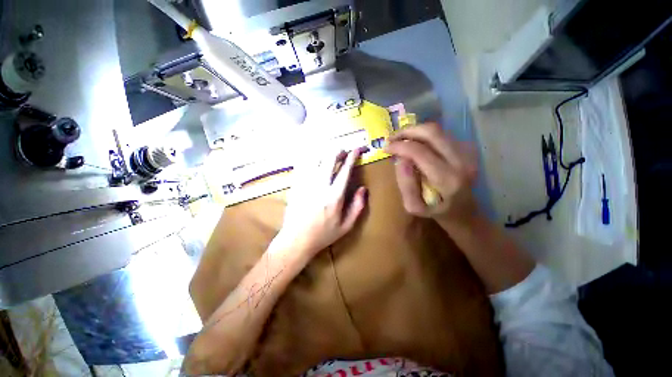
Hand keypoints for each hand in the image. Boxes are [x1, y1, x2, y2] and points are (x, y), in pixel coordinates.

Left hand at [276, 149, 367, 257]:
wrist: (296, 240)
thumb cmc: (323, 234)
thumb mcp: (346, 226)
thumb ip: (357, 206)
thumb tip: (363, 189)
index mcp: (334, 196)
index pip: (345, 170)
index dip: (352, 157)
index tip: (357, 149)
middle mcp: (320, 186)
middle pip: (329, 159)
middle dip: (338, 150)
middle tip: (343, 151)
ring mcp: (305, 184)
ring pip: (315, 158)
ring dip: (325, 152)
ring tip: (330, 154)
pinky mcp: (295, 185)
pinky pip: (303, 165)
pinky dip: (310, 158)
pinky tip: (314, 159)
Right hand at [384, 122, 477, 225]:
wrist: (464, 212)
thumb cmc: (436, 212)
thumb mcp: (413, 206)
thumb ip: (406, 184)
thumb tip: (400, 159)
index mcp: (447, 180)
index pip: (419, 152)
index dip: (399, 146)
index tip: (385, 148)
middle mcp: (461, 162)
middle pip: (432, 132)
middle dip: (407, 131)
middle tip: (392, 138)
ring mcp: (468, 153)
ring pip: (438, 130)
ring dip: (415, 131)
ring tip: (401, 140)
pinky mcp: (468, 149)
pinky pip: (442, 135)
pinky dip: (425, 136)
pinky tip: (416, 144)